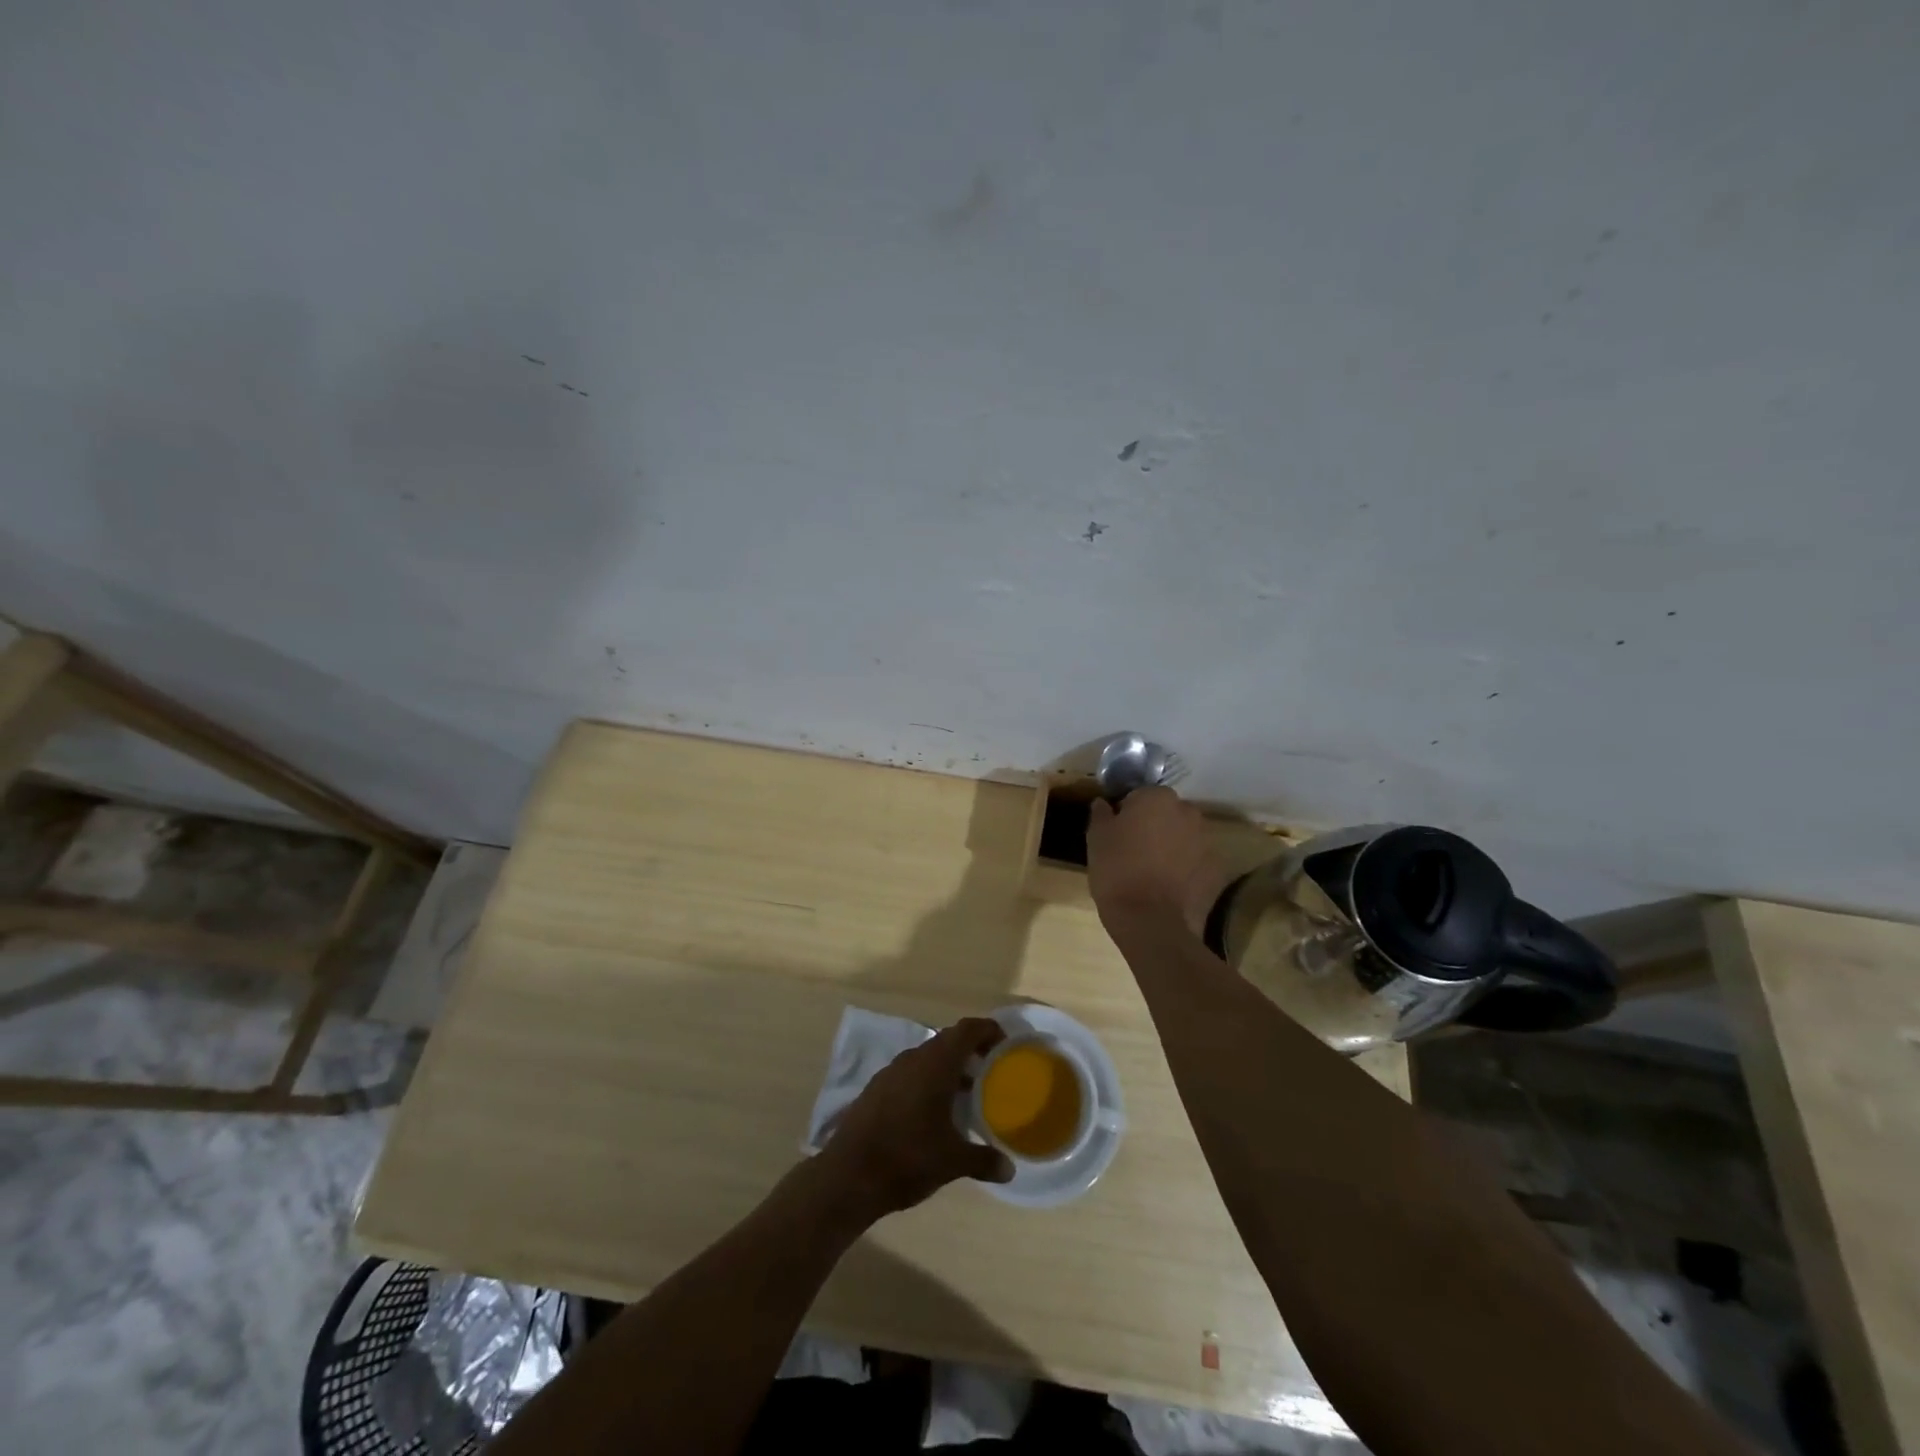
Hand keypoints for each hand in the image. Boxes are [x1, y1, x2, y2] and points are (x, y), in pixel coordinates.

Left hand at [818, 1017, 1014, 1221]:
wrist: (848, 1175)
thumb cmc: (907, 1158)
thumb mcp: (952, 1162)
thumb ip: (983, 1160)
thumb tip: (1009, 1169)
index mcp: (936, 1064)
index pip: (967, 1030)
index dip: (988, 1030)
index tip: (1005, 1043)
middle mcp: (913, 1059)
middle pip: (947, 1041)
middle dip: (970, 1050)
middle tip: (990, 1069)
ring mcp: (891, 1072)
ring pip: (927, 1058)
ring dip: (948, 1068)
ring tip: (966, 1093)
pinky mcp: (876, 1089)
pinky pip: (910, 1073)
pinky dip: (927, 1081)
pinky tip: (933, 1111)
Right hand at [1086, 787, 1231, 937]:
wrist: (1151, 921)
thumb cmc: (1117, 872)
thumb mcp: (1096, 839)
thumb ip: (1101, 814)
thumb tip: (1103, 803)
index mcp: (1157, 797)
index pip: (1138, 795)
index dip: (1126, 813)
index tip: (1116, 833)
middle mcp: (1187, 811)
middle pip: (1165, 813)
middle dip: (1152, 826)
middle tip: (1133, 851)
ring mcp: (1206, 840)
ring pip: (1182, 836)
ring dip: (1170, 846)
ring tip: (1151, 872)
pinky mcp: (1216, 869)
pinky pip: (1195, 861)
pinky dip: (1184, 868)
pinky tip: (1168, 887)